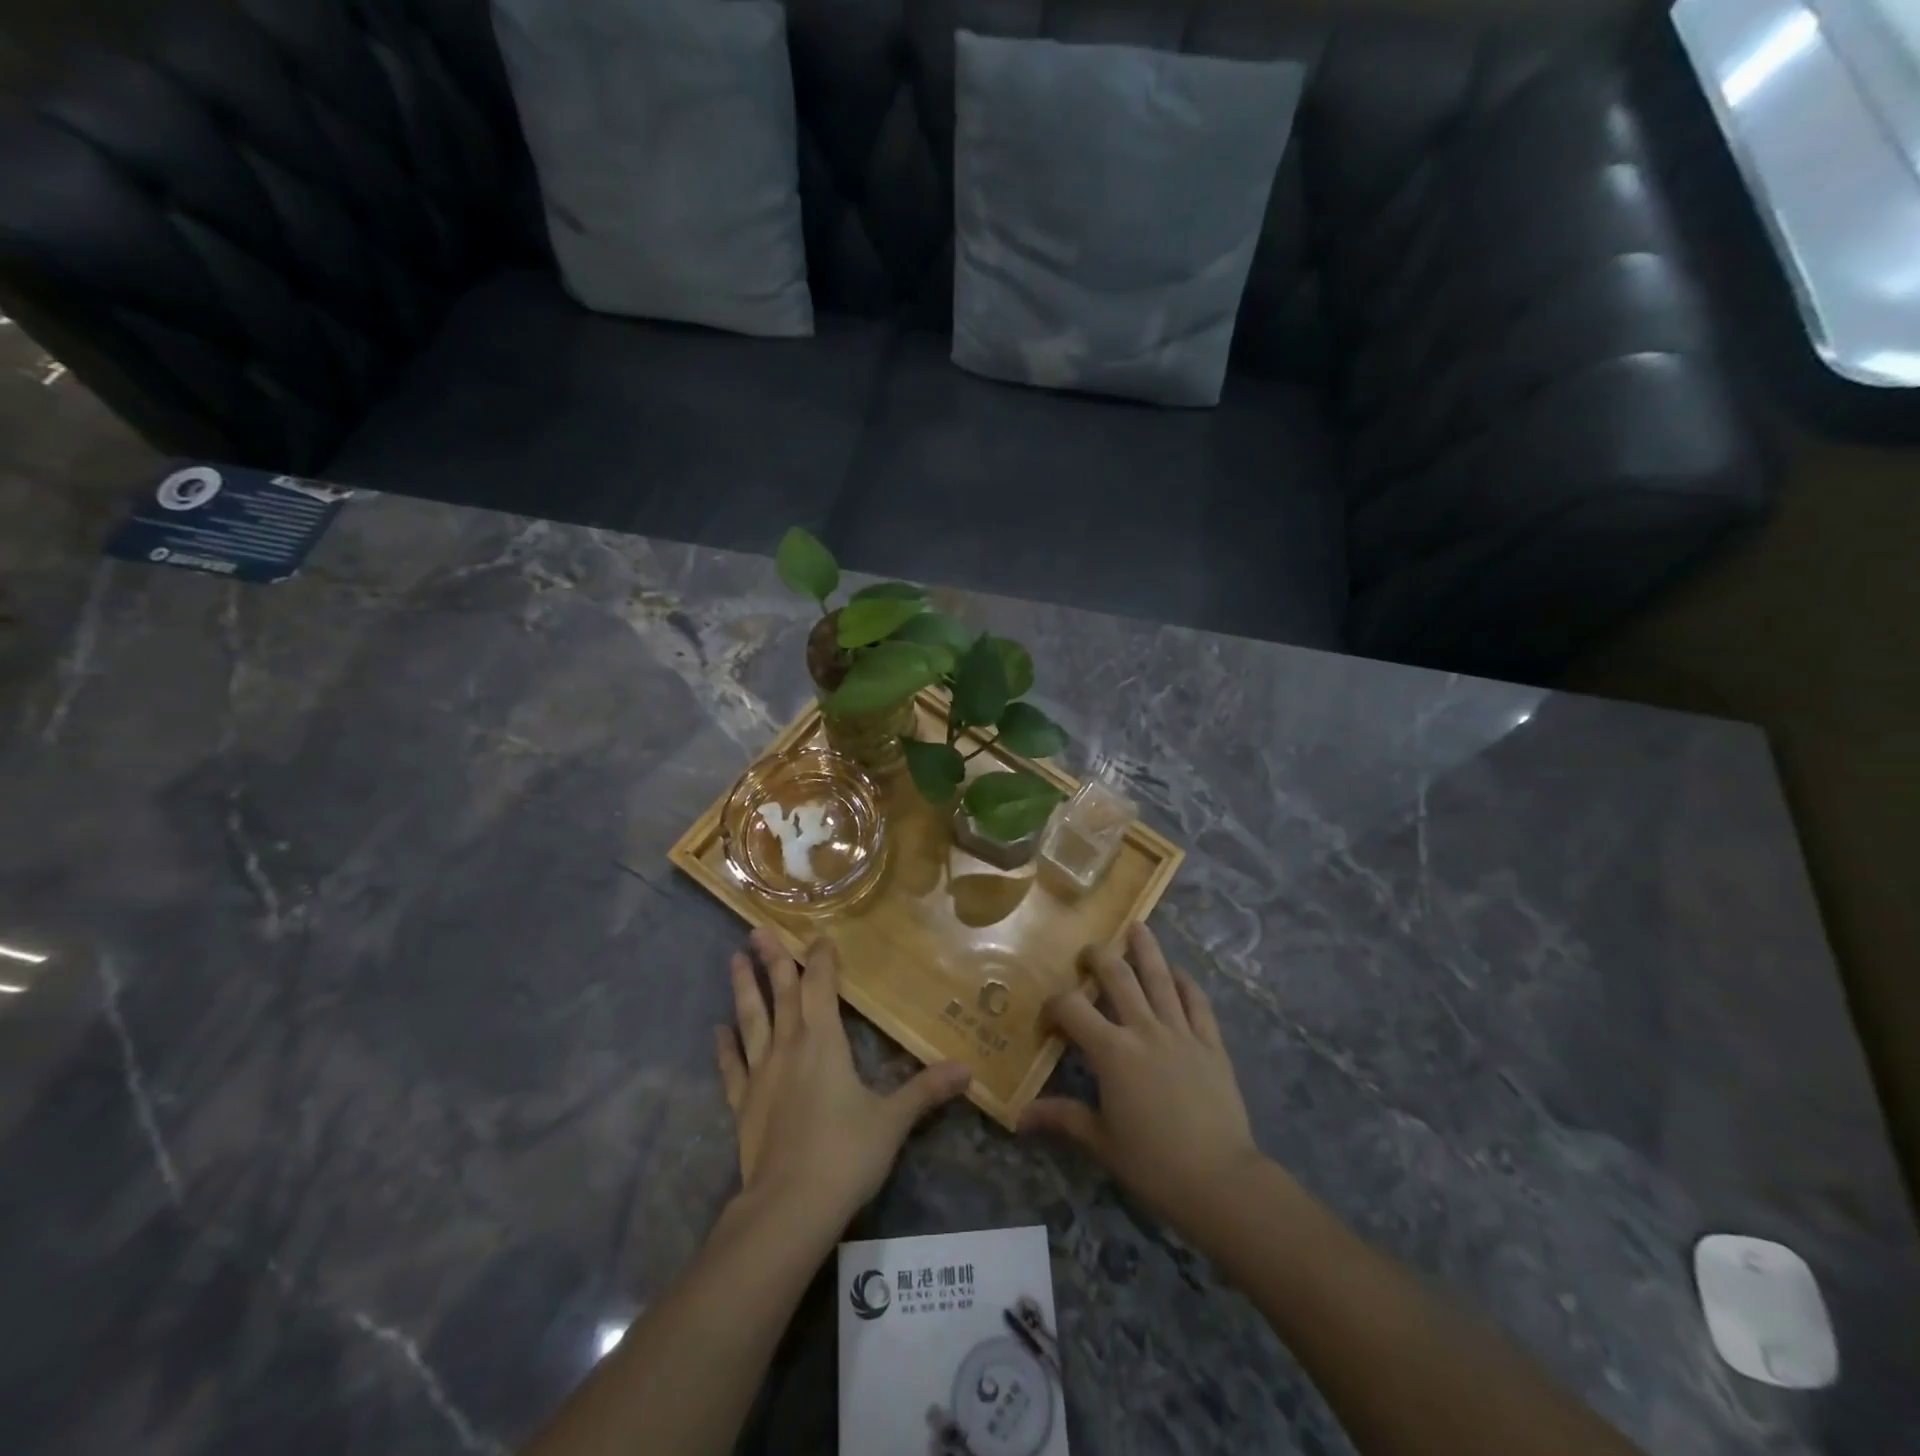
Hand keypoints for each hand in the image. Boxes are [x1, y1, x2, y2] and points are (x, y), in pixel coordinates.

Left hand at [715, 929, 971, 1228]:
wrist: (789, 1208)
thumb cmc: (846, 1154)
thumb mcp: (893, 1120)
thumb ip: (926, 1090)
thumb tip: (968, 1070)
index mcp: (824, 1041)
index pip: (820, 986)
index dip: (822, 959)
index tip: (820, 936)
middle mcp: (789, 1047)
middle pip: (780, 993)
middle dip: (773, 959)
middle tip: (757, 929)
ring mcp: (761, 1075)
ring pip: (751, 1020)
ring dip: (743, 988)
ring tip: (734, 959)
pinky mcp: (743, 1105)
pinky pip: (732, 1067)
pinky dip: (725, 1047)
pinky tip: (718, 1030)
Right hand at [1021, 922, 1262, 1236]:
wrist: (1220, 1181)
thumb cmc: (1153, 1164)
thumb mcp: (1101, 1142)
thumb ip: (1062, 1118)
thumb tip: (1019, 1117)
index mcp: (1112, 1051)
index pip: (1072, 1008)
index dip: (1054, 1005)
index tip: (1049, 1018)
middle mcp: (1144, 1029)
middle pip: (1118, 976)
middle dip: (1098, 958)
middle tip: (1088, 953)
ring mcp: (1181, 1032)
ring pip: (1160, 977)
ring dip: (1146, 949)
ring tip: (1136, 927)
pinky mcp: (1211, 1043)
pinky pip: (1198, 1002)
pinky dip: (1186, 983)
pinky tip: (1177, 974)